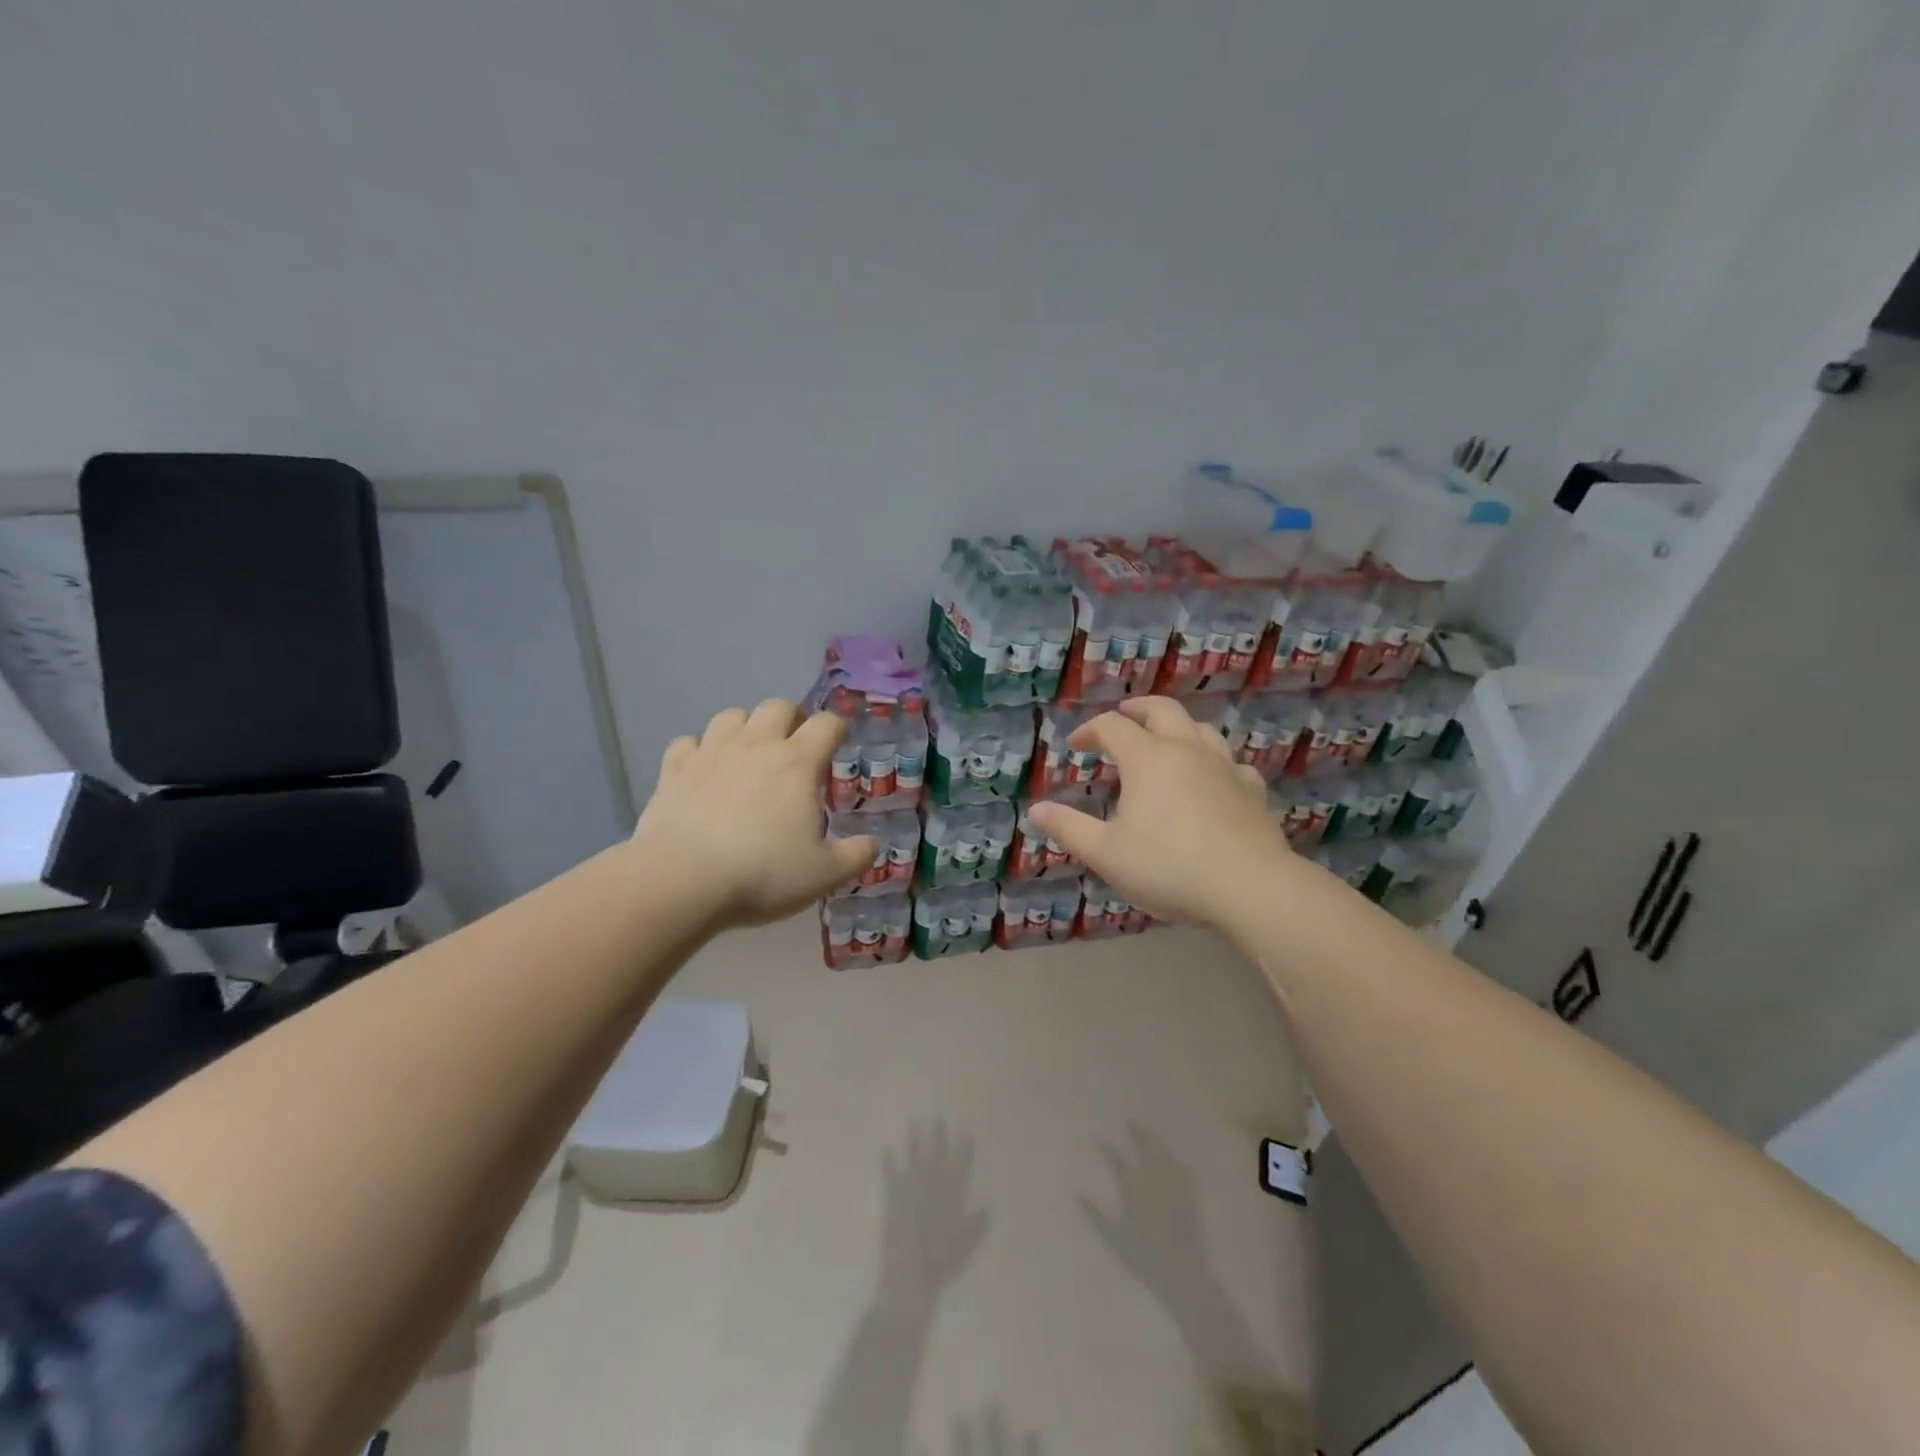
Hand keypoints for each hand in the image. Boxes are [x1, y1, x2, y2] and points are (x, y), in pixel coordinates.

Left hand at [634, 700, 873, 926]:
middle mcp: (756, 745)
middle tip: (795, 745)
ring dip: (745, 727)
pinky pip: (688, 743)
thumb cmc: (762, 873)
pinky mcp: (674, 769)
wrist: (682, 880)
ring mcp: (711, 752)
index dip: (837, 728)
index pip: (826, 724)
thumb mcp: (823, 874)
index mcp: (798, 762)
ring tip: (749, 752)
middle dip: (791, 718)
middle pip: (778, 706)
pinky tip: (703, 771)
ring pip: (731, 715)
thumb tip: (873, 845)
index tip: (839, 740)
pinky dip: (699, 751)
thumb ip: (854, 856)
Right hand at [1026, 697, 1290, 929]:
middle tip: (1123, 716)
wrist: (1250, 888)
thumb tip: (1034, 810)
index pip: (1112, 726)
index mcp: (1147, 759)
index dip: (1089, 731)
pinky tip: (1212, 779)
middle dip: (1137, 709)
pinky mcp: (1252, 789)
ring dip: (1177, 727)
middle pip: (1162, 710)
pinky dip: (1213, 761)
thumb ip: (1068, 828)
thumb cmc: (1169, 868)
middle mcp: (1186, 750)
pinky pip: (1231, 762)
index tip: (1074, 746)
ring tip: (1165, 741)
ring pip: (1200, 729)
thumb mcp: (1106, 853)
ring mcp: (1225, 766)